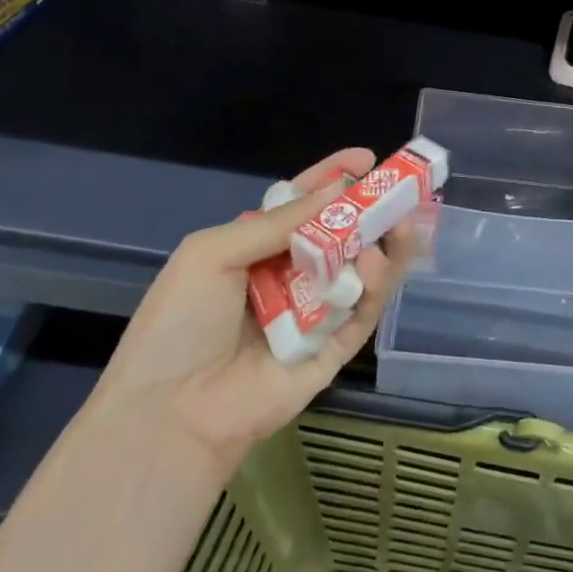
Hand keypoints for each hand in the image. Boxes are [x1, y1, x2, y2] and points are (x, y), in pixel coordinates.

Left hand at [87, 149, 419, 468]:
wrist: (170, 413)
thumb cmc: (181, 324)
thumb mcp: (213, 254)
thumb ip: (278, 223)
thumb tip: (337, 191)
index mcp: (257, 250)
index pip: (303, 205)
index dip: (333, 179)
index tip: (366, 158)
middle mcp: (290, 276)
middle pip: (341, 234)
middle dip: (371, 209)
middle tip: (402, 190)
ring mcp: (315, 314)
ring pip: (361, 271)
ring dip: (383, 244)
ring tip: (402, 222)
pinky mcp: (334, 350)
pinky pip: (362, 311)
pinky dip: (374, 285)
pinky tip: (374, 263)